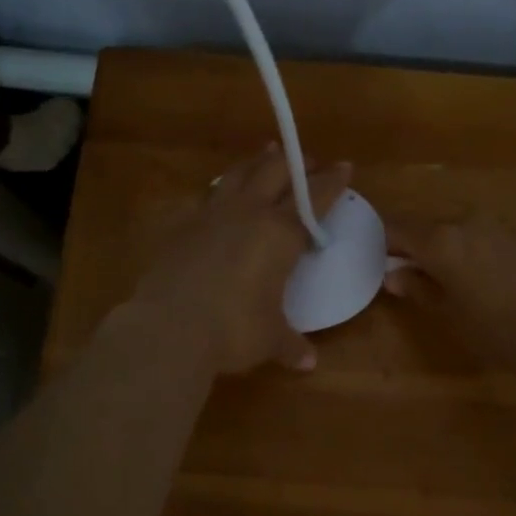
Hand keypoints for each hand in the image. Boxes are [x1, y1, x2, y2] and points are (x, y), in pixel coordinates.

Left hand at [131, 147, 350, 375]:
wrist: (169, 327)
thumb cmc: (233, 330)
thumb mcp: (269, 338)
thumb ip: (290, 343)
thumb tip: (307, 362)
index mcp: (280, 234)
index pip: (314, 198)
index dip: (332, 181)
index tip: (345, 166)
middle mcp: (249, 214)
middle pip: (276, 172)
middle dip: (296, 163)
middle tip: (309, 160)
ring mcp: (212, 215)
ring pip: (239, 174)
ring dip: (257, 162)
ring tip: (266, 153)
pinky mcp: (182, 226)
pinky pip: (206, 196)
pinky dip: (220, 189)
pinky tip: (219, 192)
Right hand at [385, 211, 515, 373]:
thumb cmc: (502, 331)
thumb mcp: (452, 317)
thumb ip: (419, 289)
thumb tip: (392, 275)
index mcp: (442, 241)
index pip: (397, 228)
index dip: (385, 242)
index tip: (384, 262)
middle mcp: (468, 222)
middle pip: (430, 226)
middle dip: (420, 246)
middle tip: (420, 276)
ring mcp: (501, 223)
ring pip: (463, 229)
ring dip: (453, 247)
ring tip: (462, 280)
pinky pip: (492, 235)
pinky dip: (483, 250)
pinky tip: (498, 279)